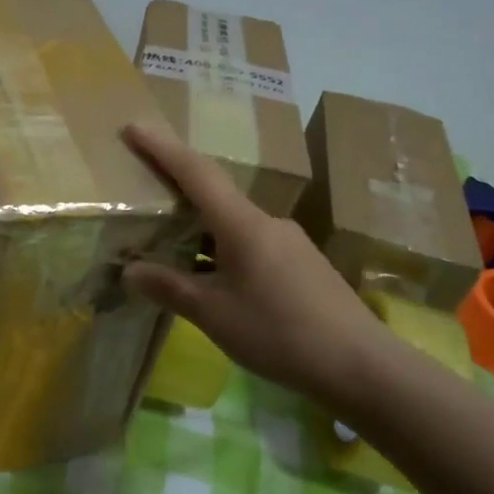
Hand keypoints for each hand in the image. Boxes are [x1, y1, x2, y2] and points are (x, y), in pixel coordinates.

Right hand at [120, 124, 400, 413]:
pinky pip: (250, 243)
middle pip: (214, 193)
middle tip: (143, 190)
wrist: (363, 366)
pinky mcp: (302, 264)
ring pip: (232, 223)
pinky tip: (212, 277)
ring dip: (199, 226)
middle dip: (177, 188)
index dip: (162, 148)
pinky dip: (221, 248)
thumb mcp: (214, 314)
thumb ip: (170, 288)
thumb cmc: (280, 333)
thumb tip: (130, 270)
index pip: (195, 172)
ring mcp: (289, 242)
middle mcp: (267, 222)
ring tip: (169, 244)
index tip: (133, 127)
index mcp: (243, 224)